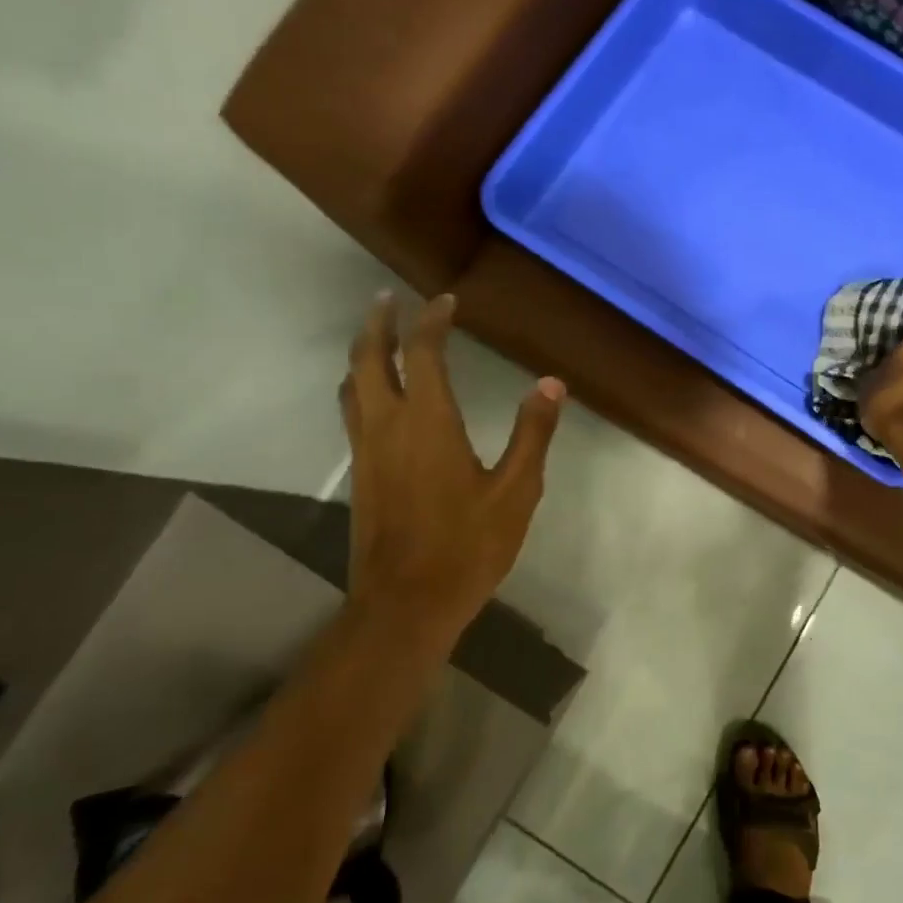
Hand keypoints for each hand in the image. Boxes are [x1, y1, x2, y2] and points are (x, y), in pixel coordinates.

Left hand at [339, 293, 563, 639]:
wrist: (406, 603)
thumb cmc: (468, 546)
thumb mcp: (516, 491)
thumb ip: (533, 434)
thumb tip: (551, 384)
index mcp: (428, 422)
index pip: (423, 352)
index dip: (432, 320)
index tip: (446, 300)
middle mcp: (387, 425)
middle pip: (368, 358)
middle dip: (378, 323)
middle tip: (388, 298)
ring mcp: (366, 450)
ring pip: (351, 384)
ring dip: (362, 352)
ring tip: (376, 335)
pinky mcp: (360, 474)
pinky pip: (351, 412)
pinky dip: (359, 386)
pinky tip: (375, 395)